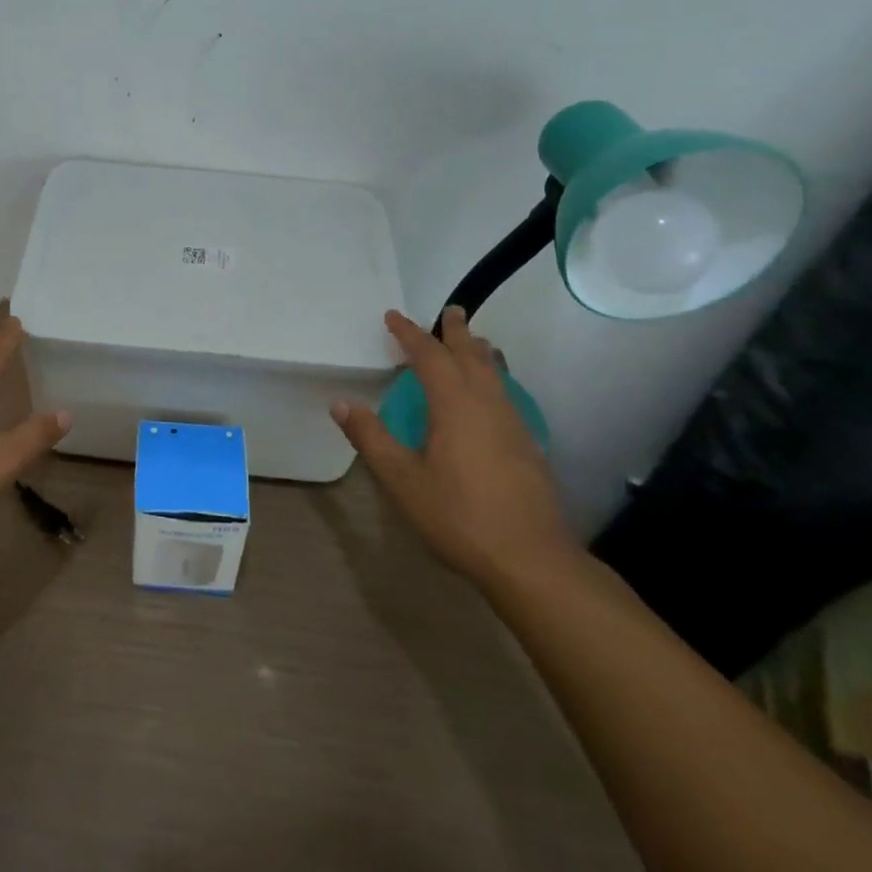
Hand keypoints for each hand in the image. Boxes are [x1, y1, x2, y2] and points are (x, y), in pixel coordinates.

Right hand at [330, 306, 577, 586]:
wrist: (531, 559)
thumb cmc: (458, 516)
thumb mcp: (402, 479)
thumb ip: (371, 438)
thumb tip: (341, 403)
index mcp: (455, 405)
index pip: (430, 356)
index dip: (409, 334)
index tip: (392, 316)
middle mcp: (488, 404)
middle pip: (472, 355)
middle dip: (457, 332)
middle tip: (451, 311)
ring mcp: (514, 424)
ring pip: (496, 373)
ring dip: (480, 352)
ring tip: (474, 342)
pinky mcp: (528, 445)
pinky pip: (507, 393)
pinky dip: (494, 377)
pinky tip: (490, 395)